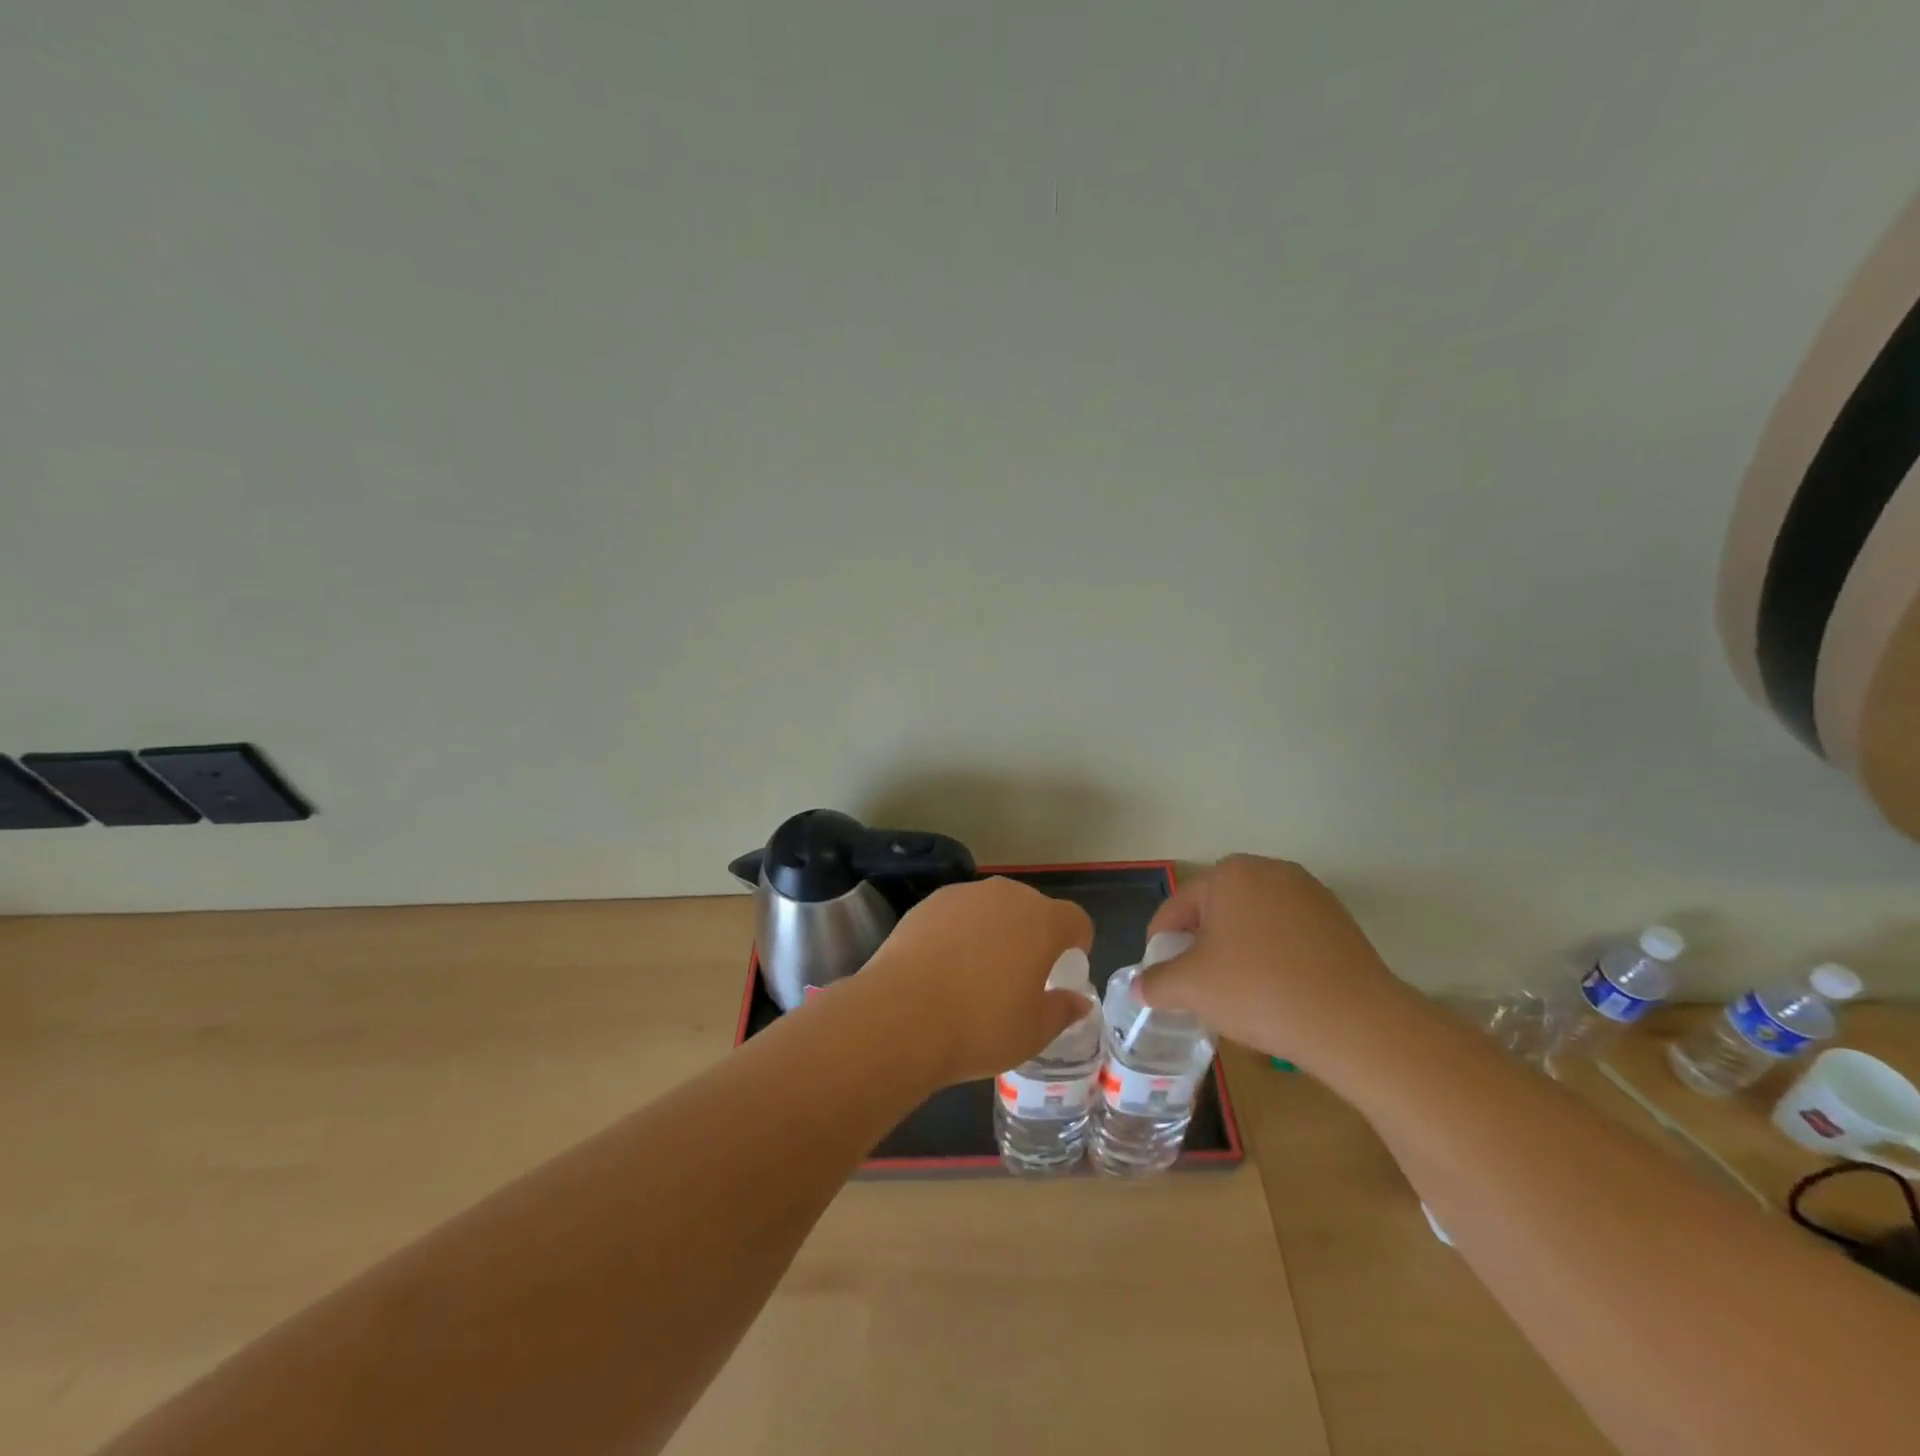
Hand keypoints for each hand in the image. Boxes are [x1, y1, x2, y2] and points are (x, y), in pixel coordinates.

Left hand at [852, 877, 1094, 1084]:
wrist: (901, 1016)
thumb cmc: (980, 1026)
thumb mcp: (1034, 1032)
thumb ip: (1062, 1010)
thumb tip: (1078, 1001)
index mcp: (1042, 921)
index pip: (1075, 919)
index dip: (1078, 941)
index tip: (1067, 967)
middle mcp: (1005, 896)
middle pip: (1032, 907)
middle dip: (1035, 934)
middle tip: (1024, 973)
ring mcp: (963, 895)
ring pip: (992, 908)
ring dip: (995, 930)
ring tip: (980, 971)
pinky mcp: (927, 903)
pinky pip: (957, 914)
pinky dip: (960, 932)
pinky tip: (945, 966)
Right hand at [1135, 855, 1407, 1070]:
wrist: (1356, 1024)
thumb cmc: (1260, 990)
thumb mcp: (1191, 988)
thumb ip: (1156, 982)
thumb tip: (1140, 987)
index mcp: (1230, 873)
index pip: (1177, 908)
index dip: (1160, 946)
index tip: (1160, 980)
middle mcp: (1270, 870)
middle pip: (1216, 912)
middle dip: (1200, 948)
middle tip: (1196, 989)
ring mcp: (1310, 894)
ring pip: (1252, 924)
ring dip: (1236, 954)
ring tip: (1236, 996)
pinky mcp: (1338, 922)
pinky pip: (1287, 937)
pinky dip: (1272, 959)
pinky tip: (1276, 994)